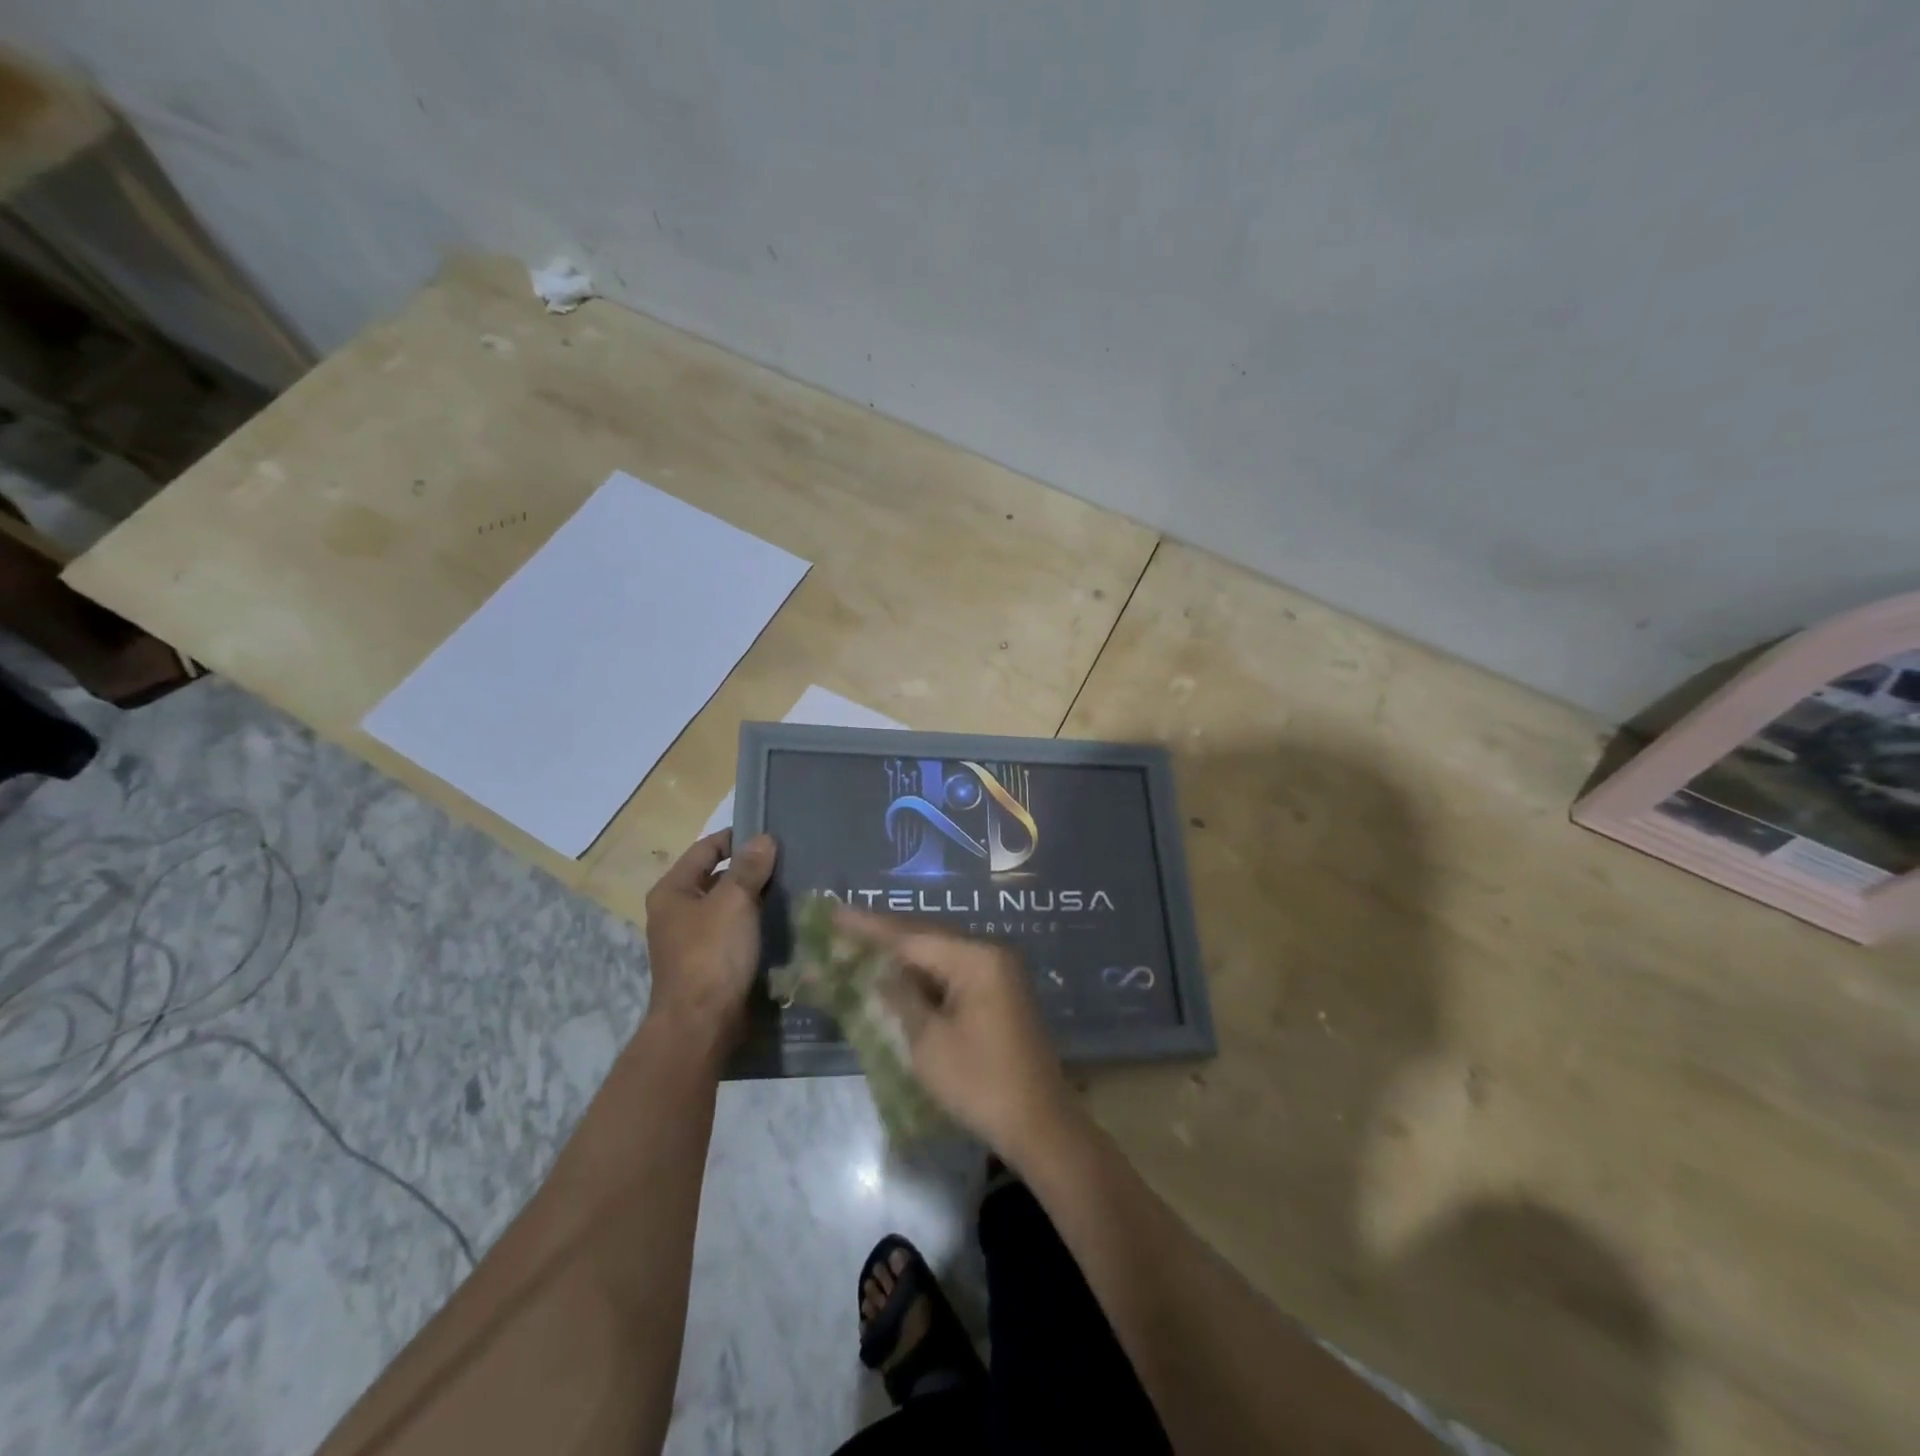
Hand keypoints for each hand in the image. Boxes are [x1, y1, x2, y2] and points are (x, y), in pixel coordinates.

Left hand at [644, 830, 776, 1048]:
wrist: (701, 1025)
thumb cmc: (712, 955)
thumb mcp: (734, 902)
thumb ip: (749, 868)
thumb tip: (764, 838)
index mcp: (673, 890)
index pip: (707, 848)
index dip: (738, 838)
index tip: (773, 836)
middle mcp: (676, 911)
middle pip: (717, 876)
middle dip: (750, 869)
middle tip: (789, 862)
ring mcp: (691, 939)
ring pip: (728, 905)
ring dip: (754, 897)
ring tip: (791, 888)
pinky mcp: (708, 962)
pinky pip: (733, 931)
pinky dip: (753, 923)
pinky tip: (780, 921)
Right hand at [833, 907, 1078, 1165]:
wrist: (1038, 1123)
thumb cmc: (980, 1083)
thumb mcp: (929, 1042)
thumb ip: (901, 998)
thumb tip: (879, 971)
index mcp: (976, 958)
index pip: (912, 936)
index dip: (869, 927)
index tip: (834, 913)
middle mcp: (990, 953)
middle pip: (927, 936)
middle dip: (884, 934)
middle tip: (840, 926)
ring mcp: (997, 971)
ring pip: (939, 952)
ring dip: (902, 952)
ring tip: (860, 943)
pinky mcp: (997, 992)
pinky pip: (952, 970)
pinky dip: (922, 972)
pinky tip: (895, 972)